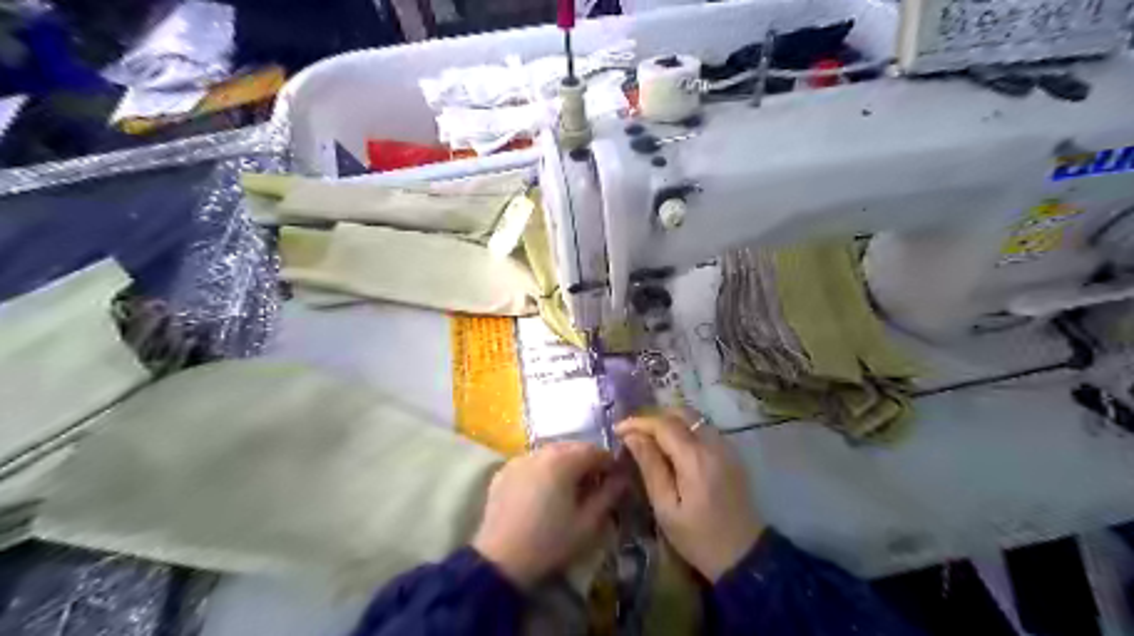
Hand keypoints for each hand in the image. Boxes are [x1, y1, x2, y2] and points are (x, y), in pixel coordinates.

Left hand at [472, 442, 624, 584]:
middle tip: (594, 484)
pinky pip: (531, 463)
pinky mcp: (503, 472)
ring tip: (568, 488)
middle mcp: (540, 452)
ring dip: (564, 464)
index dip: (609, 463)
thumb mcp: (587, 523)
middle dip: (587, 461)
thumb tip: (622, 479)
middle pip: (572, 447)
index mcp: (563, 461)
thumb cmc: (550, 542)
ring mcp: (519, 459)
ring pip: (550, 453)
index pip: (595, 451)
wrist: (499, 560)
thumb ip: (608, 496)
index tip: (616, 480)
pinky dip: (543, 470)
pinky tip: (543, 492)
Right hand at [616, 412, 765, 579]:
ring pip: (694, 418)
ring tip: (649, 438)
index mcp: (695, 458)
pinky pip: (704, 429)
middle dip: (654, 418)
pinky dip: (685, 429)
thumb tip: (632, 437)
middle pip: (680, 413)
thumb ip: (650, 467)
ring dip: (669, 421)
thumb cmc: (699, 537)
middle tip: (633, 433)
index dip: (638, 422)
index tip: (618, 429)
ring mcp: (726, 446)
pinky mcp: (732, 453)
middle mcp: (713, 444)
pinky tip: (672, 447)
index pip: (663, 424)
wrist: (745, 555)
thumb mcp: (666, 508)